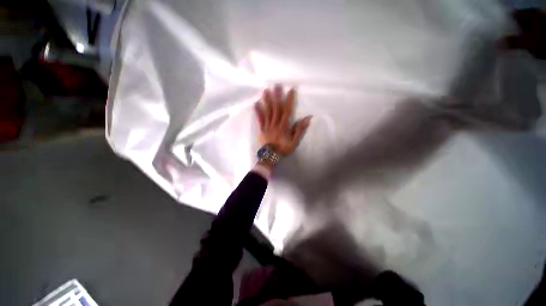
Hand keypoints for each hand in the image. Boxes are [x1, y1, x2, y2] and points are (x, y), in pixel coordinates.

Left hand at [254, 85, 311, 155]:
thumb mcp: (295, 141)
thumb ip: (300, 129)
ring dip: (267, 100)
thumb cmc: (283, 149)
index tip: (291, 90)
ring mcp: (267, 125)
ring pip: (268, 111)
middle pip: (276, 108)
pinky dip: (258, 111)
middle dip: (277, 96)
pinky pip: (260, 119)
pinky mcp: (262, 129)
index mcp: (284, 126)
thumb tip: (307, 118)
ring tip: (266, 90)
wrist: (271, 156)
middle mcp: (275, 123)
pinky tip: (256, 104)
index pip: (287, 110)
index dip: (289, 100)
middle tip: (276, 85)